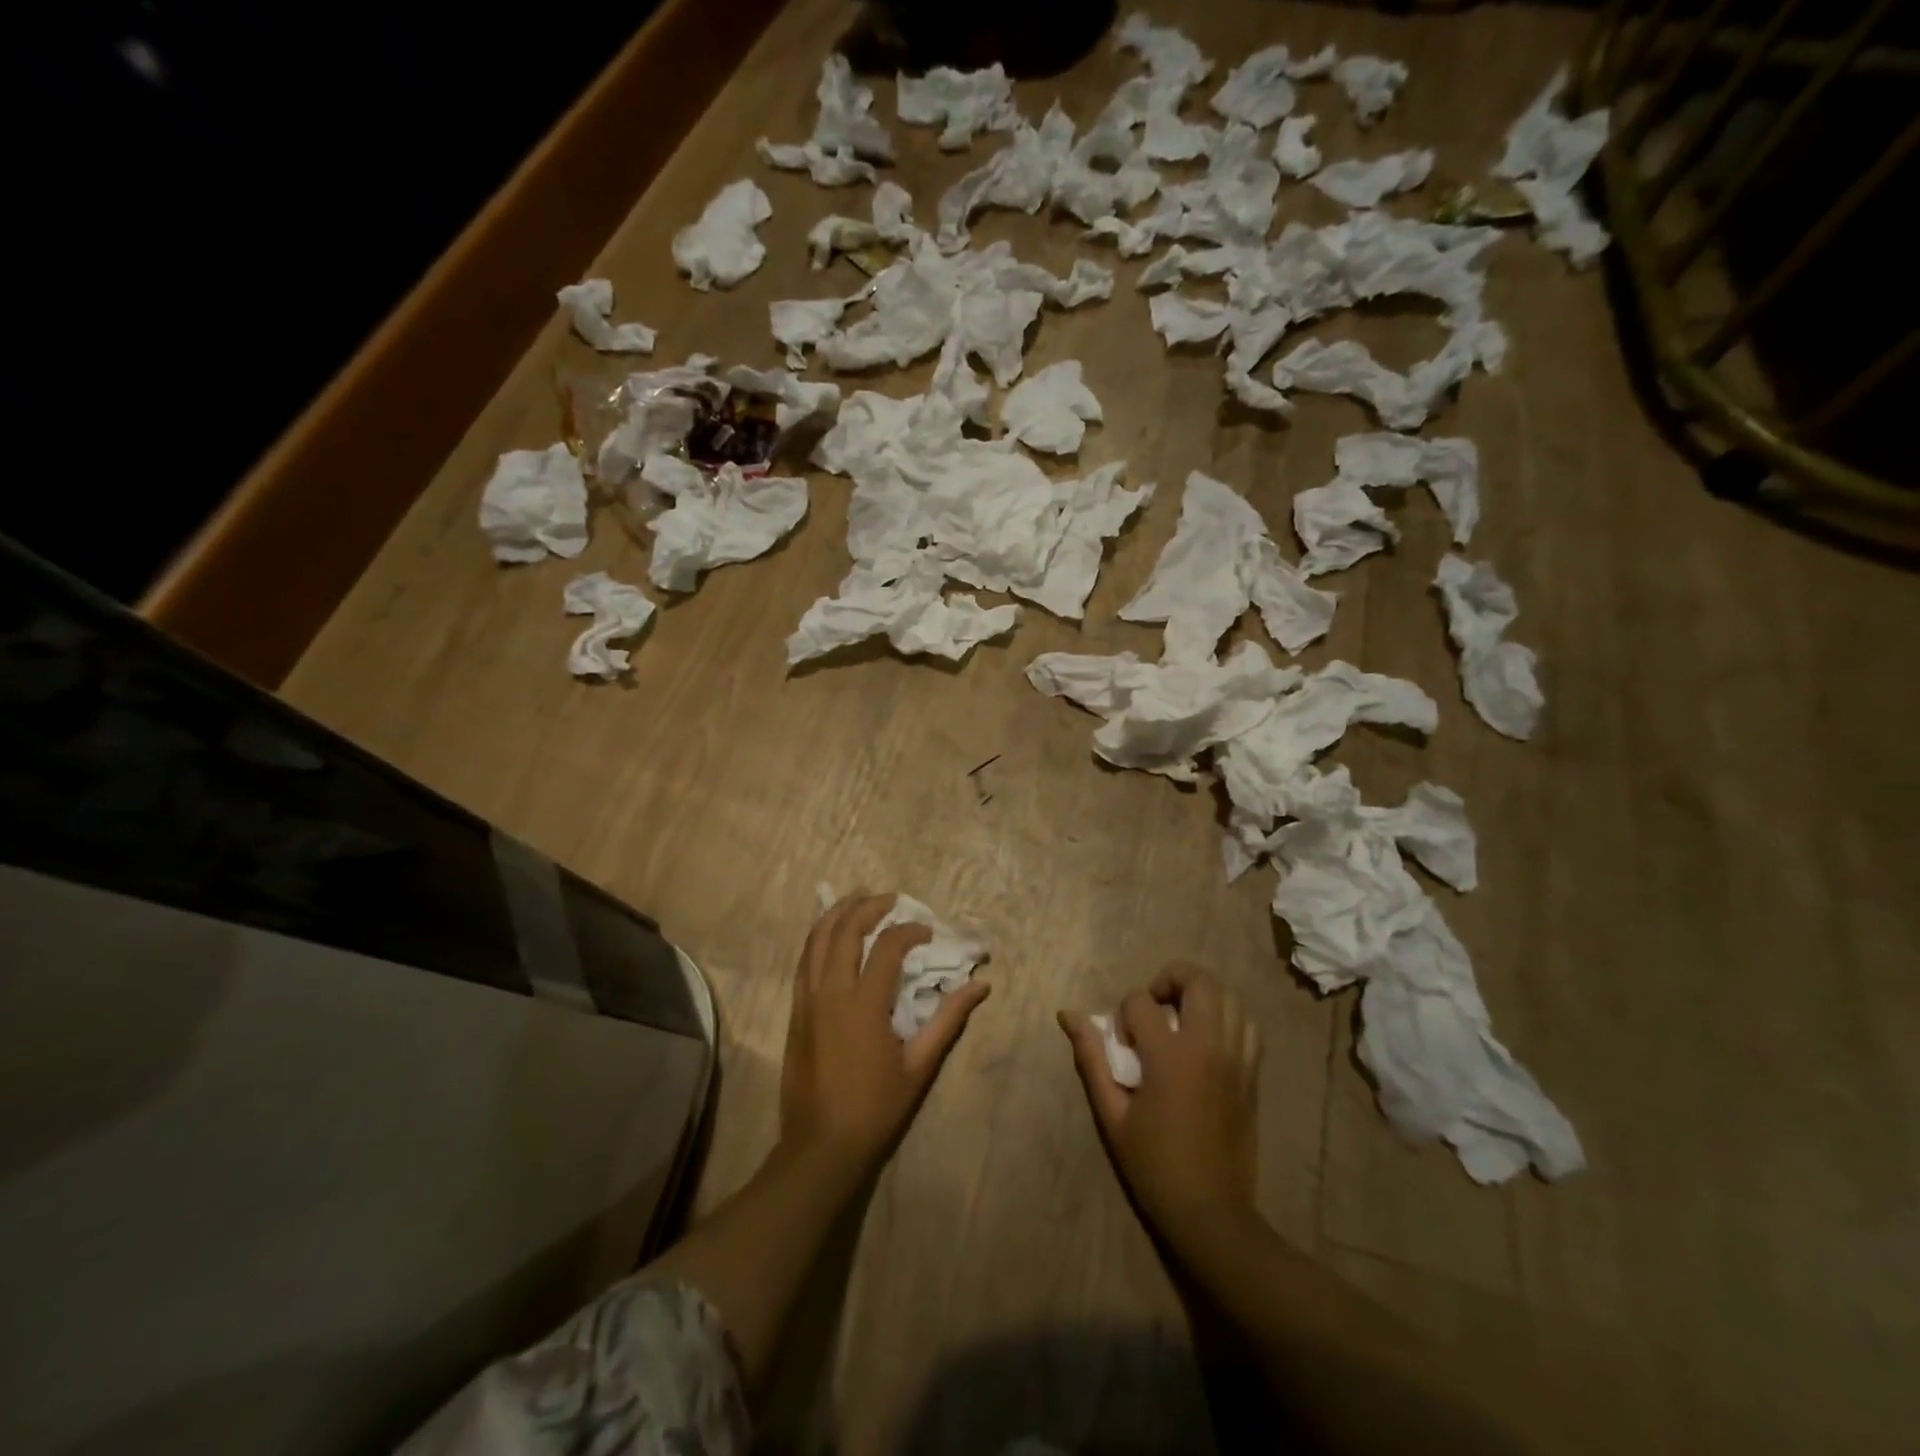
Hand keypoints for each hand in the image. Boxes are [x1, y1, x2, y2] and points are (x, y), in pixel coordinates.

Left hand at [780, 892, 990, 1178]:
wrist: (821, 1146)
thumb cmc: (876, 1108)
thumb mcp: (920, 1065)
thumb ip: (949, 1019)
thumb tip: (981, 985)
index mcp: (865, 1005)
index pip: (887, 947)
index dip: (909, 931)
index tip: (927, 932)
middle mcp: (832, 993)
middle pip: (845, 931)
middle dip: (868, 907)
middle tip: (890, 898)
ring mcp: (807, 1000)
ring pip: (817, 940)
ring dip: (837, 913)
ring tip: (857, 898)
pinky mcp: (795, 1011)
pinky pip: (803, 961)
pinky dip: (817, 938)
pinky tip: (829, 933)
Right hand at [1060, 964, 1261, 1254]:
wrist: (1211, 1213)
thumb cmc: (1153, 1165)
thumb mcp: (1111, 1114)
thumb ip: (1091, 1058)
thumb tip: (1068, 1015)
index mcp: (1170, 1056)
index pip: (1141, 1001)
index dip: (1124, 1013)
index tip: (1123, 1044)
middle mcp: (1208, 1047)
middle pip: (1199, 980)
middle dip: (1170, 978)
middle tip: (1154, 1004)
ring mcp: (1237, 1060)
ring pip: (1229, 998)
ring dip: (1201, 997)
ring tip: (1181, 1020)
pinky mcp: (1253, 1076)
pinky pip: (1247, 1027)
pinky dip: (1227, 1020)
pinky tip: (1207, 1041)